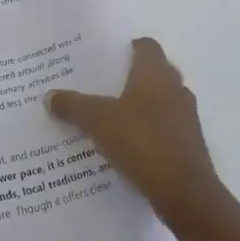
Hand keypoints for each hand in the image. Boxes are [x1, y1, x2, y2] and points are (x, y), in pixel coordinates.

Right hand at [47, 38, 221, 226]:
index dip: (128, 48)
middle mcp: (176, 89)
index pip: (146, 46)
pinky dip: (148, 133)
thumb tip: (49, 96)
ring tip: (109, 118)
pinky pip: (165, 130)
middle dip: (130, 79)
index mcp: (156, 74)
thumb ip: (73, 106)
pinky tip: (126, 147)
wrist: (185, 193)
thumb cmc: (142, 142)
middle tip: (100, 86)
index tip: (106, 57)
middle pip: (154, 73)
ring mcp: (186, 119)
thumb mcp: (97, 121)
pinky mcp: (190, 146)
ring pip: (160, 103)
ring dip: (140, 108)